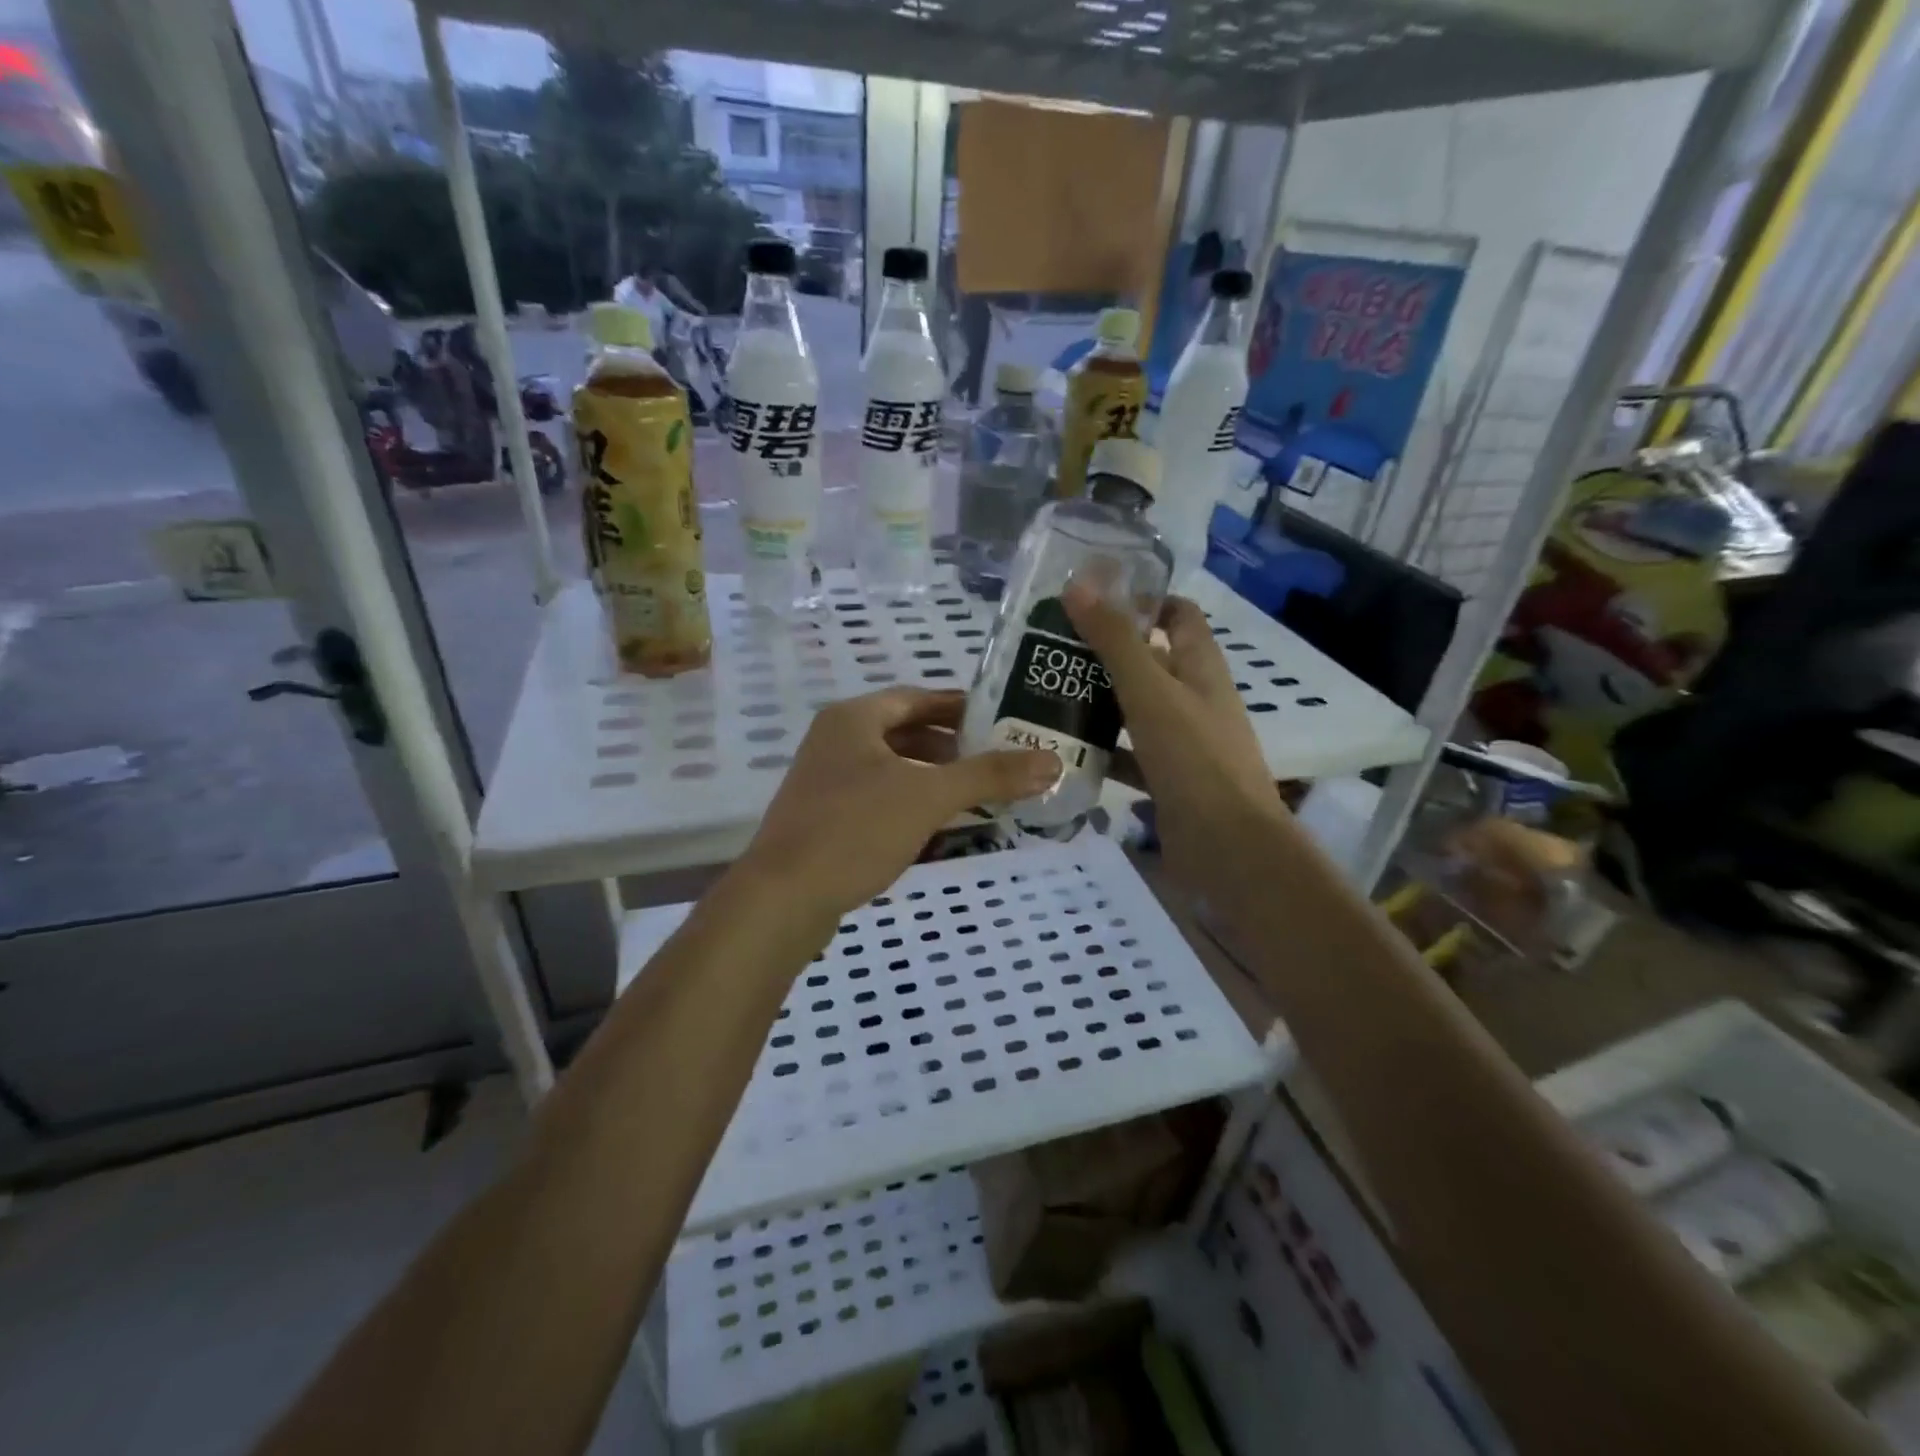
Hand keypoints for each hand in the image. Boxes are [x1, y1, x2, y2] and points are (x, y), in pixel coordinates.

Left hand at [738, 688, 1057, 913]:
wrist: (783, 898)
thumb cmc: (856, 830)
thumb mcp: (929, 797)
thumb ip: (990, 776)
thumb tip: (1052, 761)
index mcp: (853, 719)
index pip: (917, 698)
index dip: (960, 706)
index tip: (1000, 719)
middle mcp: (835, 741)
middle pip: (904, 733)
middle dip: (951, 747)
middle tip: (995, 760)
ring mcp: (825, 782)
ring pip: (891, 769)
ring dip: (932, 778)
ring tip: (975, 795)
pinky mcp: (823, 819)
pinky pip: (877, 799)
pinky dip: (910, 805)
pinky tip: (936, 827)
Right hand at [1064, 582, 1285, 876]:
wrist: (1227, 847)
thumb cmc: (1193, 758)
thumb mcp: (1150, 691)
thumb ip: (1115, 640)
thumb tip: (1079, 585)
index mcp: (1200, 668)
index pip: (1179, 615)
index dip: (1144, 599)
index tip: (1094, 597)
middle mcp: (1194, 699)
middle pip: (1150, 661)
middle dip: (1105, 652)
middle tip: (1050, 646)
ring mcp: (1182, 743)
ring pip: (1135, 710)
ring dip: (1097, 700)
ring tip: (1045, 692)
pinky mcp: (1166, 779)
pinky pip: (1128, 754)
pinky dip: (1100, 749)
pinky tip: (1062, 749)